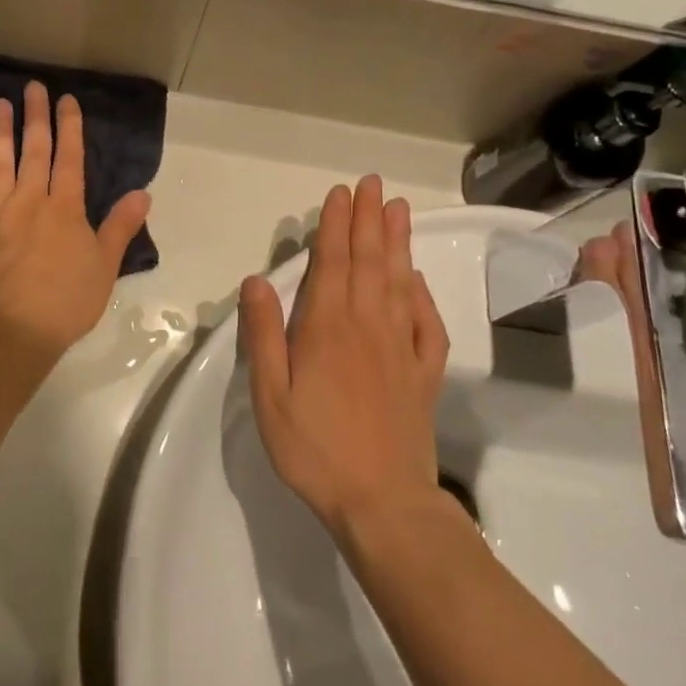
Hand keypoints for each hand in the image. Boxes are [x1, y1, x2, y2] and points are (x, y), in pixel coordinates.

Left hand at [0, 82, 150, 363]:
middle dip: (35, 118)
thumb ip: (121, 227)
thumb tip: (142, 193)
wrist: (10, 333)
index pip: (69, 158)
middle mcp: (28, 202)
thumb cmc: (65, 302)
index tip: (66, 99)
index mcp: (64, 209)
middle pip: (33, 152)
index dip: (69, 127)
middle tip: (32, 87)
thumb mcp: (105, 267)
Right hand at [239, 175, 449, 536]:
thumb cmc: (315, 449)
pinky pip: (427, 322)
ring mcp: (402, 347)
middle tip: (373, 184)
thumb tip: (258, 281)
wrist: (383, 502)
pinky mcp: (424, 373)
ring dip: (398, 242)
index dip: (336, 225)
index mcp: (328, 327)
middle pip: (369, 261)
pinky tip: (417, 278)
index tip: (340, 193)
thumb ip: (264, 335)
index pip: (332, 262)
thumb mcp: (270, 396)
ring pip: (399, 281)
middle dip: (369, 219)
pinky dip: (422, 293)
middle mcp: (368, 325)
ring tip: (399, 208)